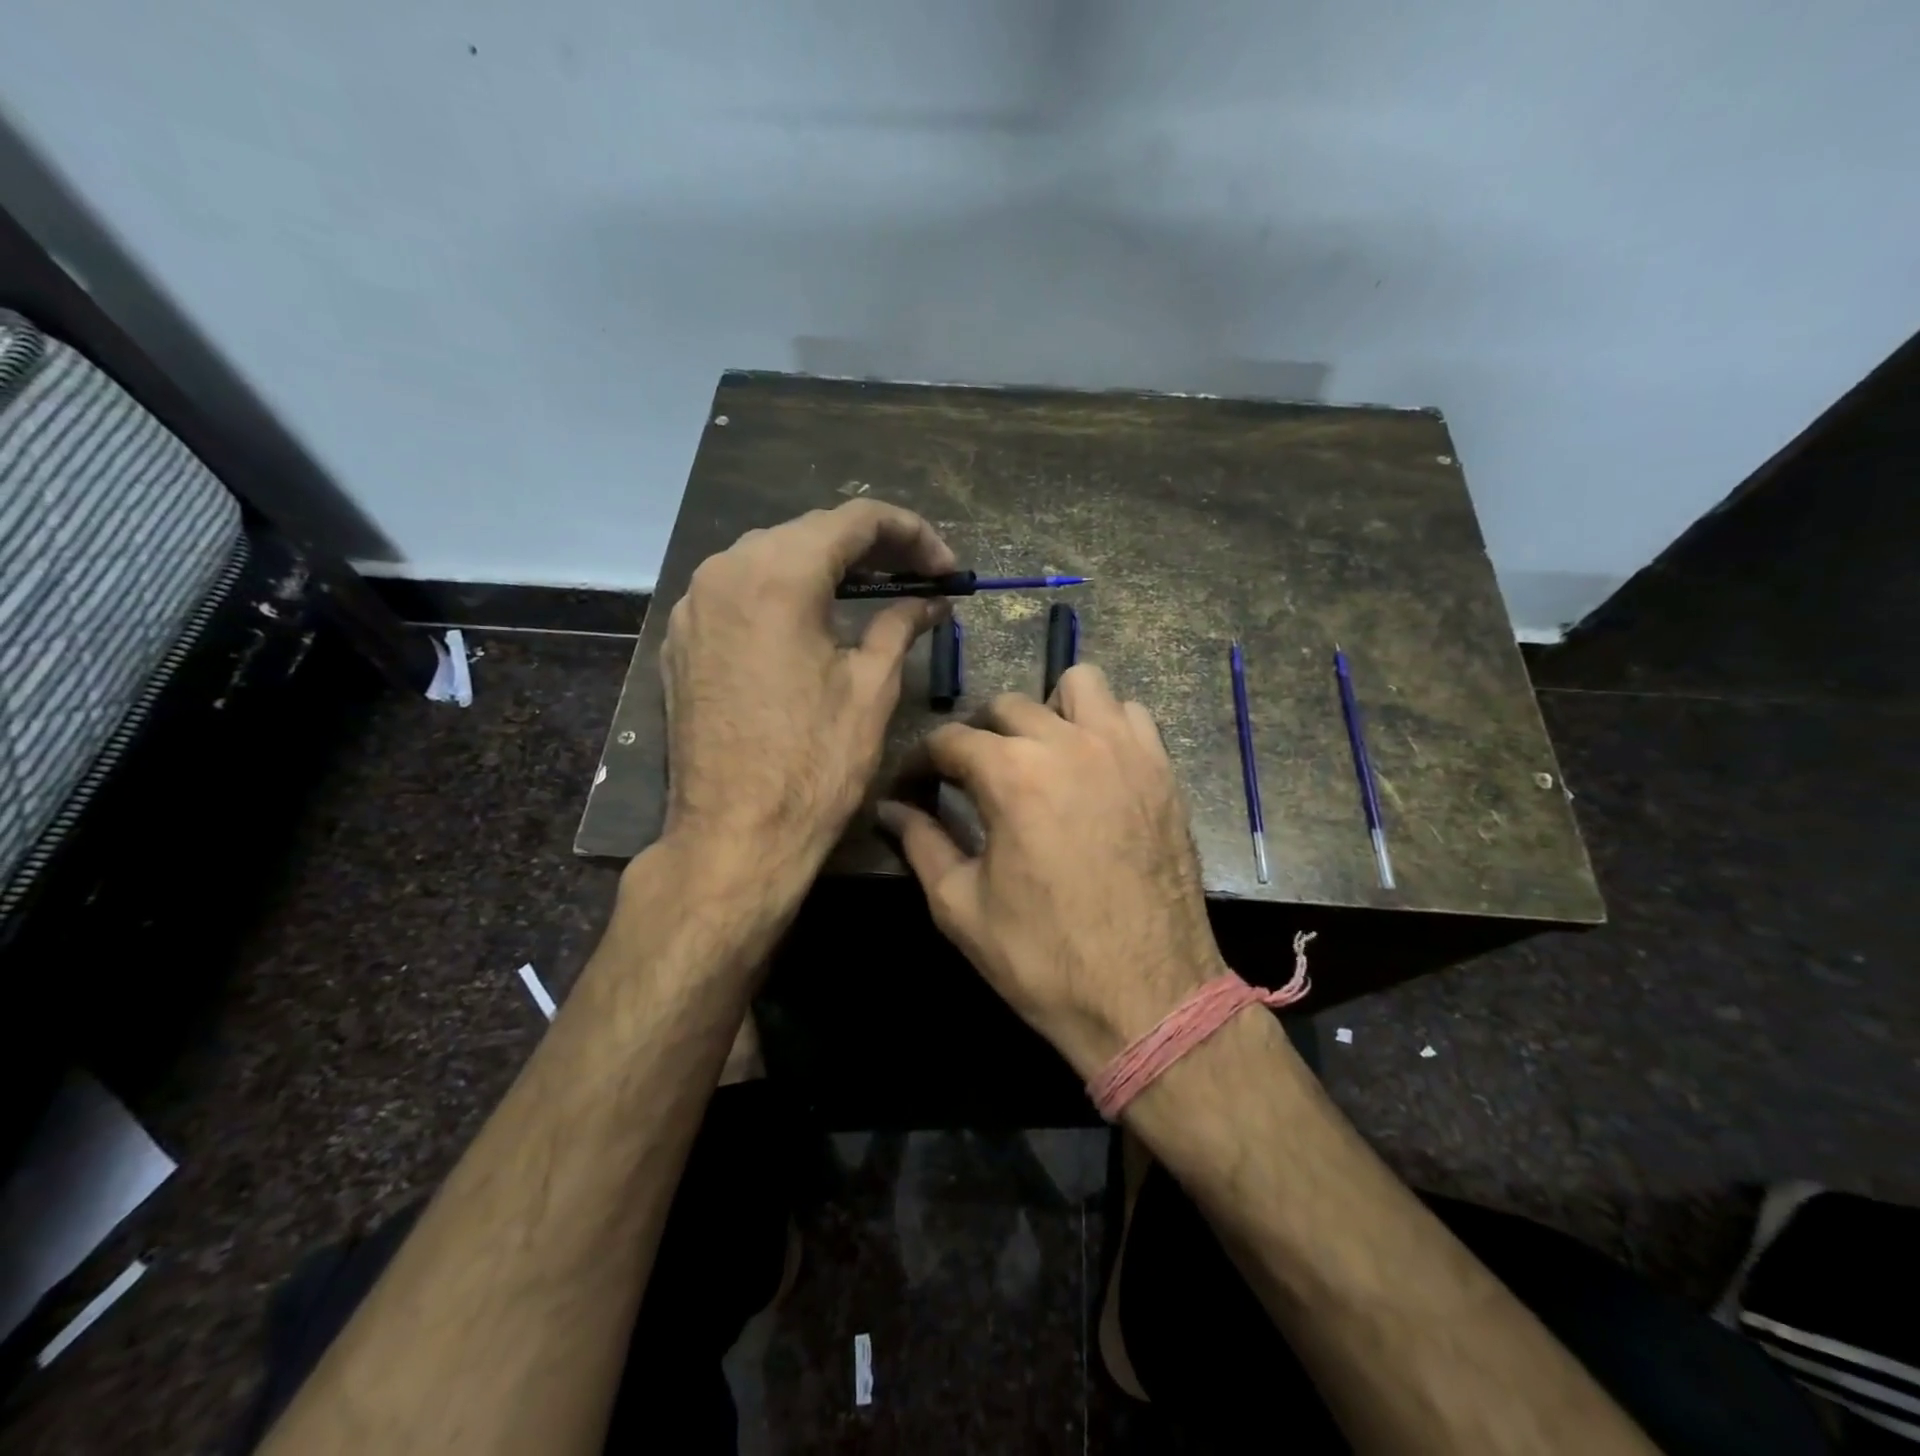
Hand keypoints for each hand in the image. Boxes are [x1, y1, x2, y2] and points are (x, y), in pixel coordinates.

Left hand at [661, 499, 954, 879]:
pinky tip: (816, 619)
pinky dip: (785, 591)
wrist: (734, 835)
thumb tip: (930, 601)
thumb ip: (901, 626)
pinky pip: (740, 590)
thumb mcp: (871, 688)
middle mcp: (725, 572)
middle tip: (919, 578)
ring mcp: (695, 605)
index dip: (912, 533)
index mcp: (777, 576)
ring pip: (771, 556)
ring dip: (827, 567)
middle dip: (872, 548)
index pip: (856, 520)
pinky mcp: (683, 639)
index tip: (946, 568)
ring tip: (875, 594)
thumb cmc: (814, 765)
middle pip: (810, 532)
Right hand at [879, 666, 1226, 1079]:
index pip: (950, 739)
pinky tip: (1092, 765)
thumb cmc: (1044, 959)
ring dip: (1047, 711)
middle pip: (1006, 705)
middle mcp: (1068, 744)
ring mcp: (1123, 751)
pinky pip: (1130, 714)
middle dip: (978, 735)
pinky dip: (1103, 724)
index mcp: (1011, 775)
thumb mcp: (961, 907)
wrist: (1148, 998)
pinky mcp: (1161, 770)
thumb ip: (921, 844)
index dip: (921, 760)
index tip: (914, 784)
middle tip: (971, 777)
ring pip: (1078, 686)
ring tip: (1039, 756)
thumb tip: (889, 810)